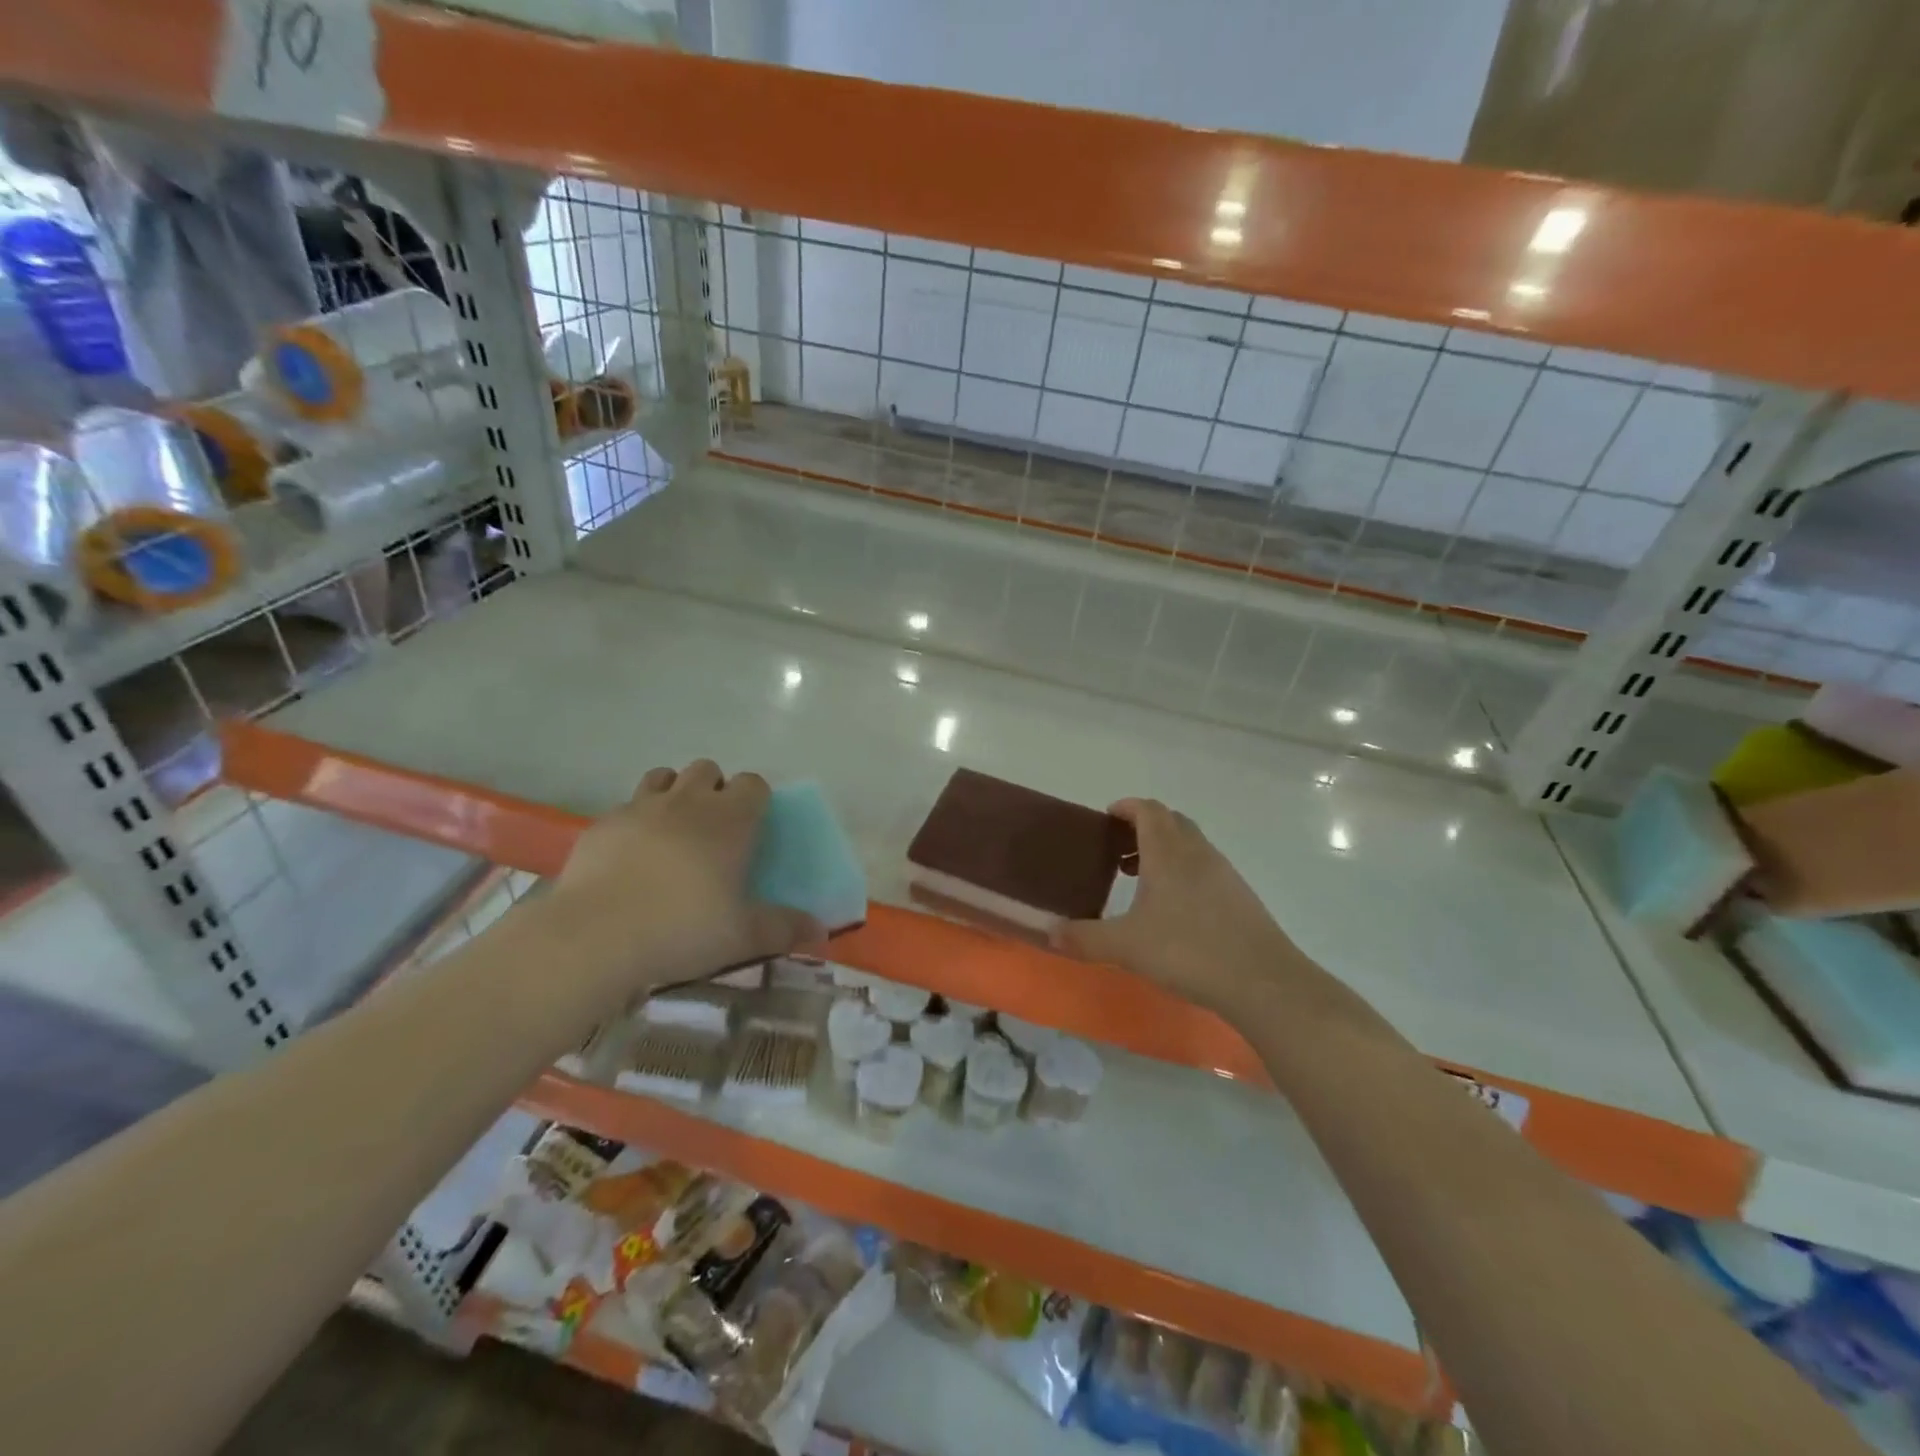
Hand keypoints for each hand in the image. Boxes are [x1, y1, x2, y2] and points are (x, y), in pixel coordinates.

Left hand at [551, 760, 823, 1000]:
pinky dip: (636, 820)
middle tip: (714, 830)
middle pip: (708, 769)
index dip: (756, 799)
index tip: (754, 827)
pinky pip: (627, 805)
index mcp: (730, 819)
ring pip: (664, 776)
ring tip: (674, 830)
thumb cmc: (684, 928)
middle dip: (715, 789)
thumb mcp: (744, 936)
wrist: (596, 935)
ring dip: (675, 793)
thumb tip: (820, 929)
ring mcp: (641, 806)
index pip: (753, 783)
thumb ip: (784, 928)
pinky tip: (632, 855)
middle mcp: (688, 801)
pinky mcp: (603, 823)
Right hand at [1050, 798, 1300, 1015]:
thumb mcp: (1126, 946)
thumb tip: (1048, 933)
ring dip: (1164, 852)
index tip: (1106, 817)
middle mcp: (1197, 853)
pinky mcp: (1240, 897)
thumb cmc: (1188, 951)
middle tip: (1117, 852)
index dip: (1127, 807)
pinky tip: (1174, 911)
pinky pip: (1205, 869)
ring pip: (1190, 846)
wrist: (1262, 982)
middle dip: (1143, 828)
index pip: (1148, 810)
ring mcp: (1224, 874)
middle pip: (1171, 822)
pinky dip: (1183, 874)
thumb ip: (1084, 937)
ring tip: (1140, 883)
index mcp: (1168, 852)